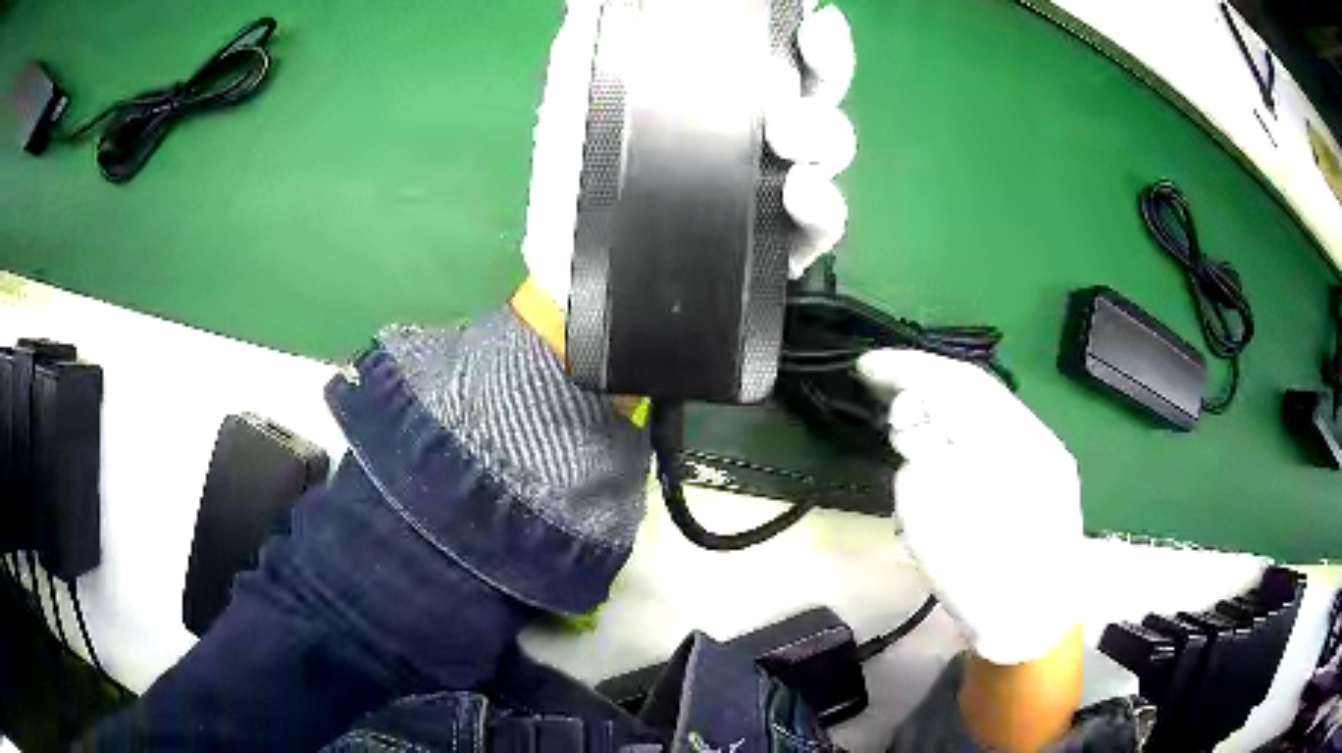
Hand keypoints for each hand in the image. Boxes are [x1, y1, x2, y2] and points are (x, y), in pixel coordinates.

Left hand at [520, 0, 857, 310]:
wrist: (571, 264)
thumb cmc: (575, 174)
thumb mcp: (582, 95)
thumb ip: (597, 42)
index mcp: (724, 94)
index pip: (784, 54)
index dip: (808, 38)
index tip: (812, 24)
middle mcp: (759, 132)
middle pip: (821, 94)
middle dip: (826, 75)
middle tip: (793, 78)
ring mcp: (774, 188)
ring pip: (830, 151)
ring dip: (823, 137)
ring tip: (786, 138)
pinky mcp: (778, 247)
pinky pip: (822, 226)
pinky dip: (823, 207)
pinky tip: (799, 192)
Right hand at [857, 349, 1082, 666]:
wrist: (1034, 627)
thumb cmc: (984, 583)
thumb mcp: (938, 526)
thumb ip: (922, 464)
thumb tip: (917, 431)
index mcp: (1019, 444)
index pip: (960, 383)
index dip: (910, 368)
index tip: (866, 367)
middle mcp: (1037, 438)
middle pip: (976, 391)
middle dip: (925, 386)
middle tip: (882, 393)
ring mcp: (1044, 457)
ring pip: (986, 412)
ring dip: (943, 411)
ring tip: (909, 424)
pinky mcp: (1043, 476)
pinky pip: (995, 436)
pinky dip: (962, 433)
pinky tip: (944, 449)